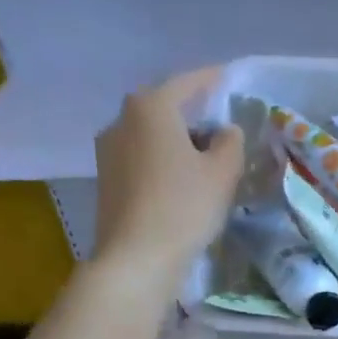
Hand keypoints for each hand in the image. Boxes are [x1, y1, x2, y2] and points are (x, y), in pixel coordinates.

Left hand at [94, 68, 244, 287]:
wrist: (136, 259)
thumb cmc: (183, 208)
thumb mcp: (223, 173)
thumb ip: (231, 143)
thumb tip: (225, 131)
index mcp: (151, 106)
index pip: (188, 83)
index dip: (213, 81)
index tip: (229, 79)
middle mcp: (122, 119)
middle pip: (165, 109)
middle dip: (194, 116)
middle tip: (222, 130)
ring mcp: (108, 151)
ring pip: (152, 136)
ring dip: (177, 143)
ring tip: (204, 161)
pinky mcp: (106, 180)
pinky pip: (142, 160)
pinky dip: (163, 163)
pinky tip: (180, 183)